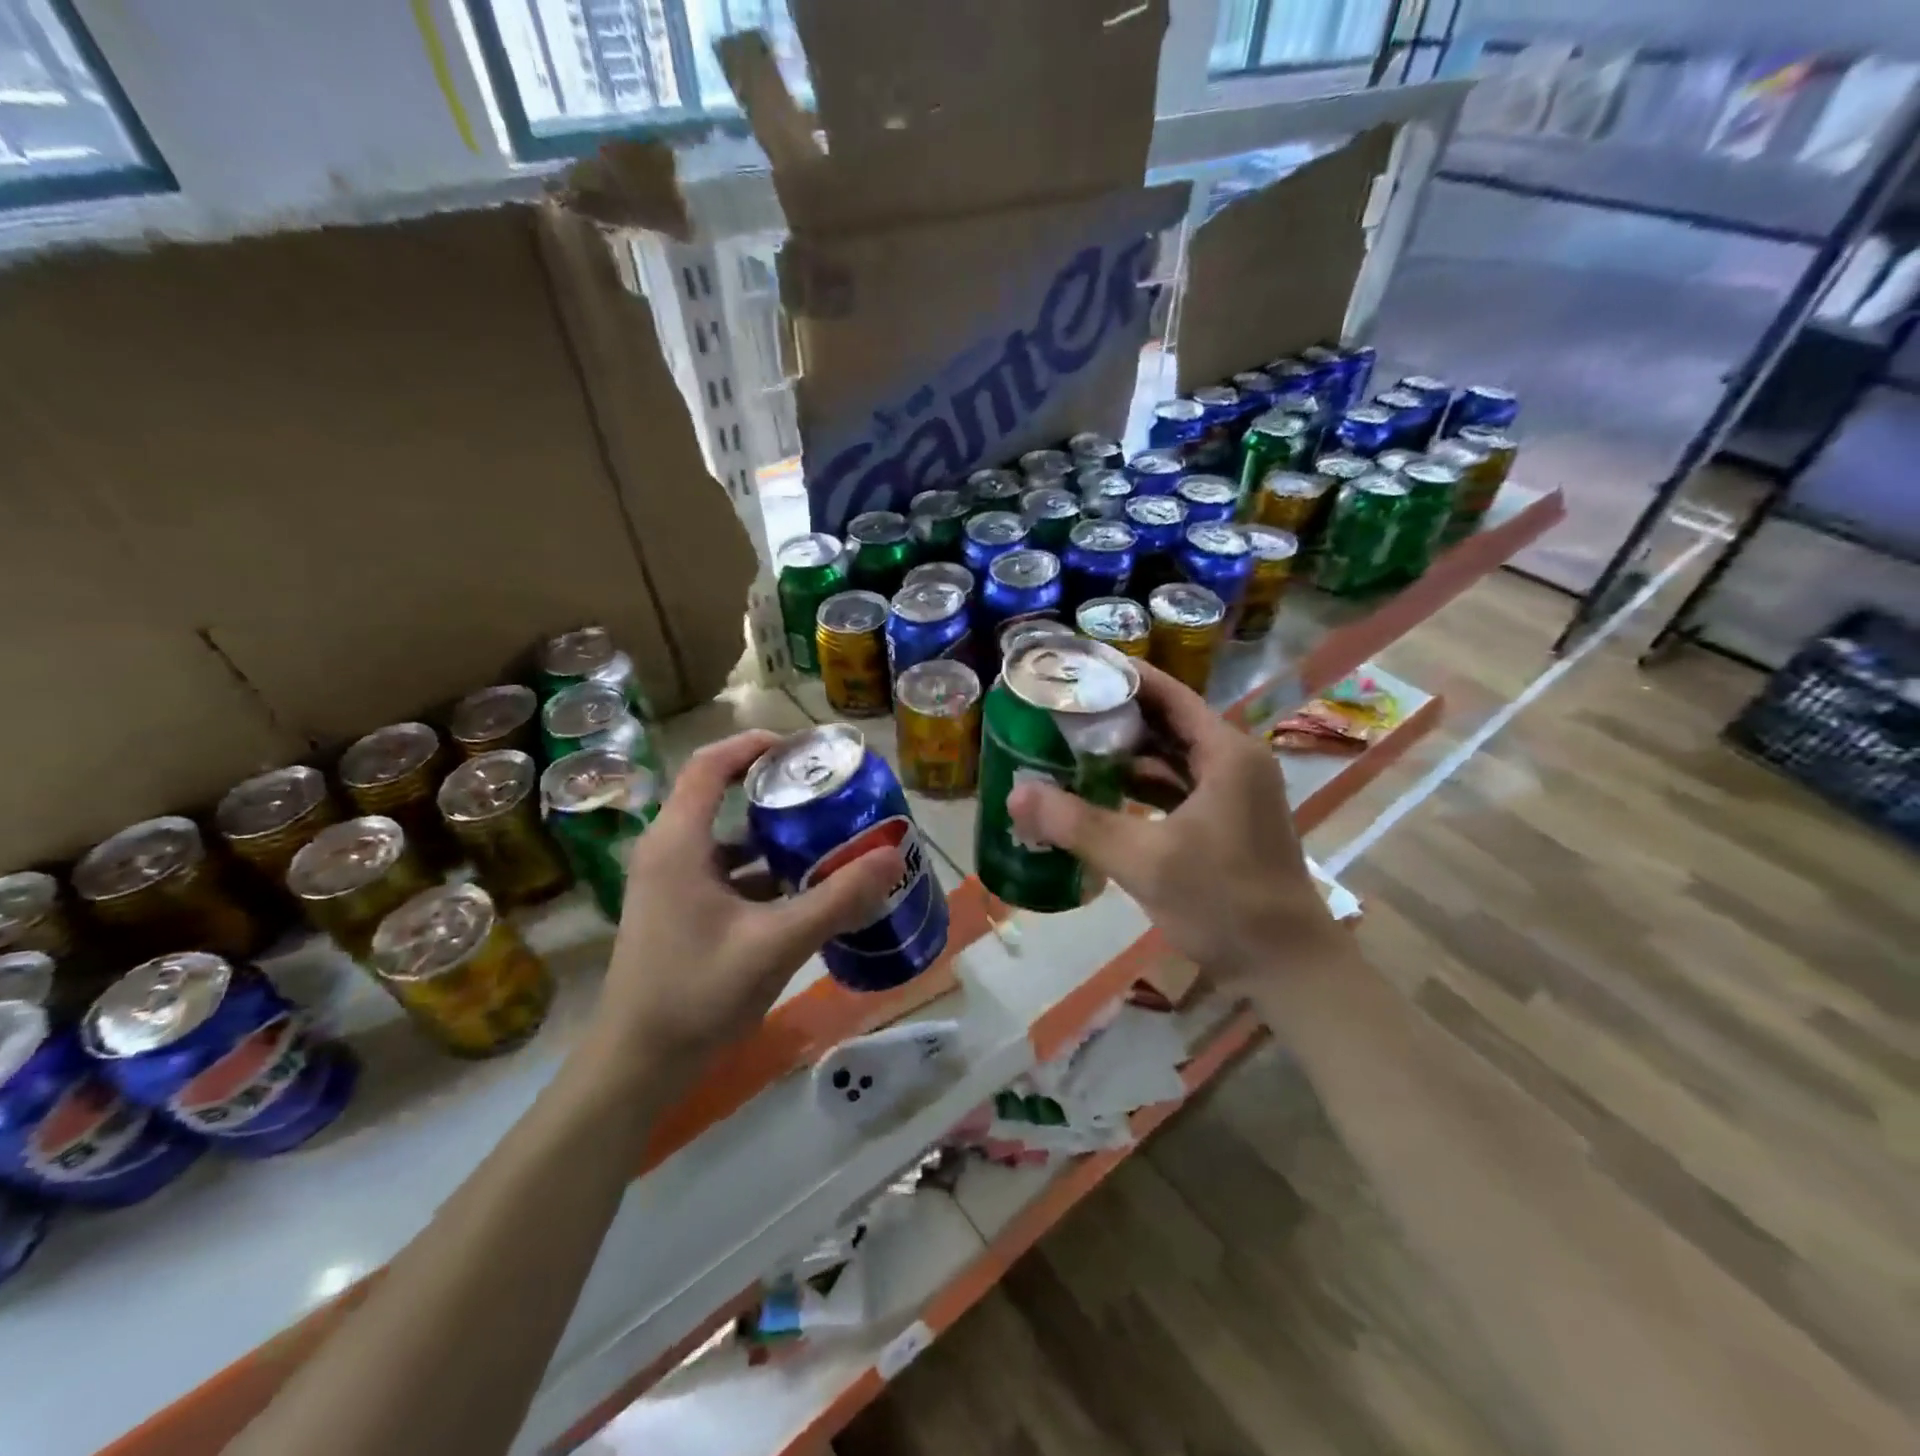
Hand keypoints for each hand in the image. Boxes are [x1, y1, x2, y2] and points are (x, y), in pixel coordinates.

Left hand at [595, 731, 903, 1068]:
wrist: (637, 1066)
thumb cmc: (697, 994)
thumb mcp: (776, 943)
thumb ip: (836, 898)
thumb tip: (892, 857)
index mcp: (678, 842)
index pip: (710, 764)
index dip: (755, 745)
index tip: (805, 748)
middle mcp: (669, 852)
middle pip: (721, 795)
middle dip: (776, 789)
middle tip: (829, 790)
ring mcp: (672, 884)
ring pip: (727, 839)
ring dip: (774, 834)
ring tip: (827, 833)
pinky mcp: (681, 911)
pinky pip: (727, 873)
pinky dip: (764, 871)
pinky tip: (805, 888)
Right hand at [1006, 662, 1333, 983]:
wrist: (1287, 968)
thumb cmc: (1223, 901)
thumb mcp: (1144, 860)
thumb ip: (1078, 824)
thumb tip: (1015, 794)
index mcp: (1225, 753)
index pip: (1168, 695)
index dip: (1123, 677)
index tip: (1076, 668)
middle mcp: (1234, 763)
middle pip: (1168, 724)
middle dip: (1116, 717)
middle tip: (1061, 710)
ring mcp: (1233, 795)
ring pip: (1172, 760)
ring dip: (1127, 756)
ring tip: (1071, 748)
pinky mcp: (1226, 824)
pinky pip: (1178, 790)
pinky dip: (1143, 789)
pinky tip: (1103, 795)